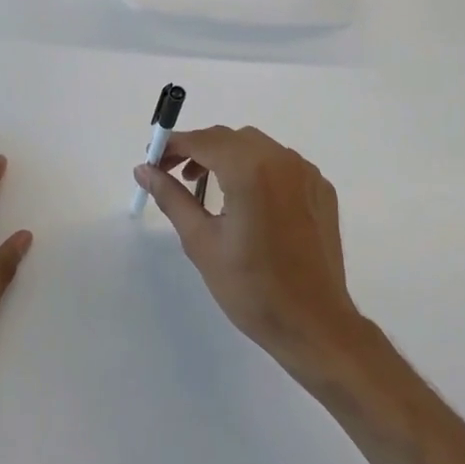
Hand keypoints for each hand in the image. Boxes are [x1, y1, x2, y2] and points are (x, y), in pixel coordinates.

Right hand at [135, 126, 366, 379]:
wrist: (314, 324)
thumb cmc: (251, 288)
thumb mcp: (201, 242)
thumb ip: (172, 197)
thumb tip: (143, 170)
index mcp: (251, 170)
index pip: (204, 140)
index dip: (174, 145)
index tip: (153, 161)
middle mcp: (282, 160)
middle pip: (231, 139)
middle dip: (200, 150)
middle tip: (175, 175)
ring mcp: (306, 172)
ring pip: (258, 148)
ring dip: (228, 157)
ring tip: (207, 188)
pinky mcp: (321, 188)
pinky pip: (282, 165)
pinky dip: (258, 170)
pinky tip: (248, 202)